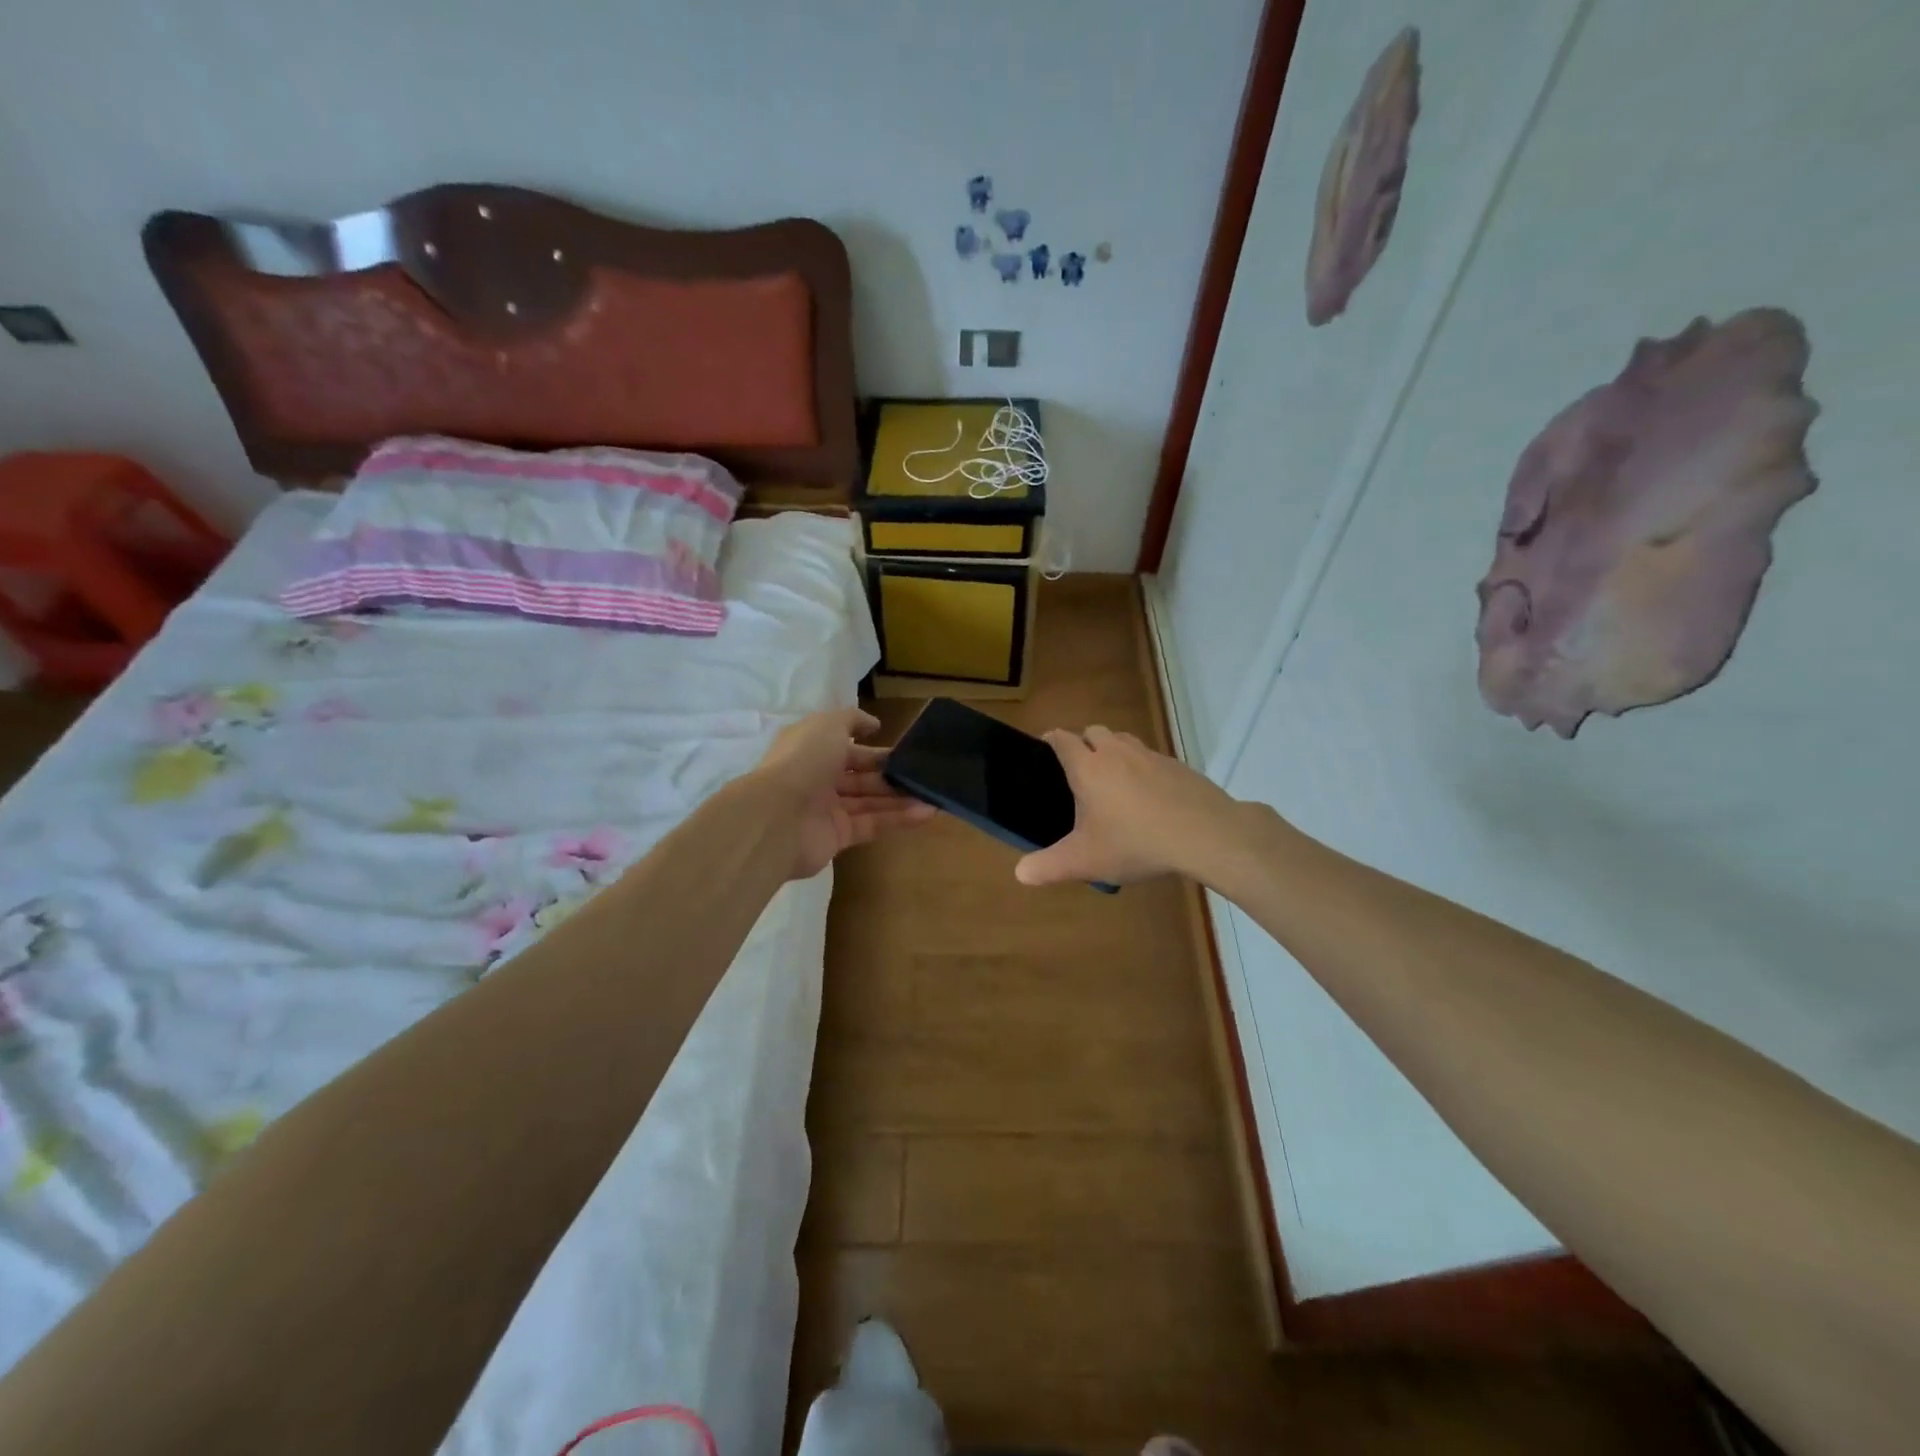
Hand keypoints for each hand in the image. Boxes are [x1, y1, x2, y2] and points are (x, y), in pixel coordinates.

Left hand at [753, 709, 935, 879]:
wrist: (777, 817)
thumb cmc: (803, 762)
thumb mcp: (828, 725)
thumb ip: (852, 720)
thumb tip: (873, 724)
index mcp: (812, 750)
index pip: (849, 748)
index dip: (875, 749)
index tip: (905, 750)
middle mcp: (819, 778)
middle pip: (861, 776)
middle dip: (891, 775)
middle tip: (923, 774)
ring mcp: (828, 810)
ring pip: (870, 801)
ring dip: (901, 798)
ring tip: (933, 796)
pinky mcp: (838, 837)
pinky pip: (872, 824)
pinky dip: (898, 819)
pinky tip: (926, 813)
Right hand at [1015, 725, 1255, 888]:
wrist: (1204, 834)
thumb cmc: (1135, 842)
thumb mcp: (1086, 861)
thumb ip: (1049, 866)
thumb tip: (1020, 873)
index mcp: (1088, 767)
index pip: (1062, 739)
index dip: (1051, 740)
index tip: (1045, 748)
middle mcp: (1116, 752)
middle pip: (1093, 731)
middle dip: (1083, 743)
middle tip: (1080, 772)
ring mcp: (1150, 755)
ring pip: (1124, 740)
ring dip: (1114, 752)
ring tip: (1114, 783)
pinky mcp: (1177, 765)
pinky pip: (1151, 758)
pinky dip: (1143, 769)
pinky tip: (1150, 797)